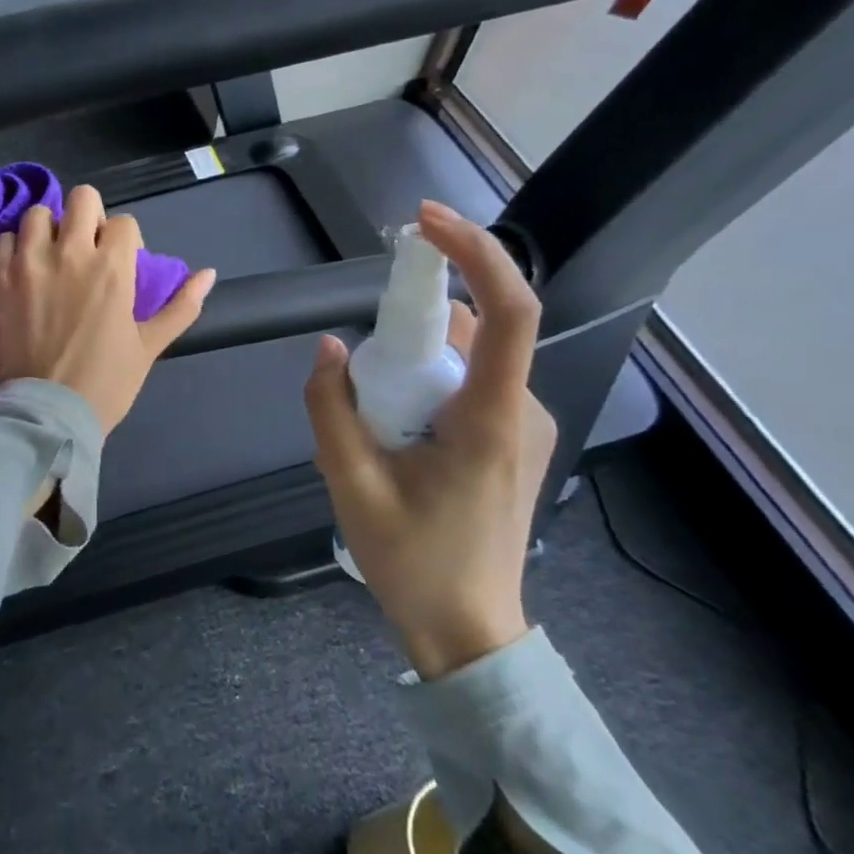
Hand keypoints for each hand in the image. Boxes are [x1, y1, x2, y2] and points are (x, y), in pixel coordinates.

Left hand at [0, 185, 216, 435]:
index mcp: (113, 267)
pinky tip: (22, 270)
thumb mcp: (150, 346)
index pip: (124, 222)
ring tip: (49, 255)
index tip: (118, 264)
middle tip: (84, 248)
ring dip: (48, 228)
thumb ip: (181, 307)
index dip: (125, 240)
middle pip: (82, 199)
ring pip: (37, 214)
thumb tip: (208, 274)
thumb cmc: (105, 382)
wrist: (48, 414)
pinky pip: (3, 240)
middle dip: (88, 217)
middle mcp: (70, 253)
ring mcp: (29, 263)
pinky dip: (14, 248)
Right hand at [304, 201, 555, 678]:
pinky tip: (397, 434)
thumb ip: (331, 409)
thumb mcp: (350, 485)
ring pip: (471, 359)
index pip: (507, 311)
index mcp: (488, 419)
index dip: (473, 253)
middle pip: (477, 330)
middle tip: (361, 369)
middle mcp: (520, 411)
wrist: (468, 630)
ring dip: (417, 361)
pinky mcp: (515, 442)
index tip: (425, 223)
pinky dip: (429, 383)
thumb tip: (329, 348)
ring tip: (374, 422)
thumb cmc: (412, 562)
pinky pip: (473, 385)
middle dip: (415, 324)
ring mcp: (524, 427)